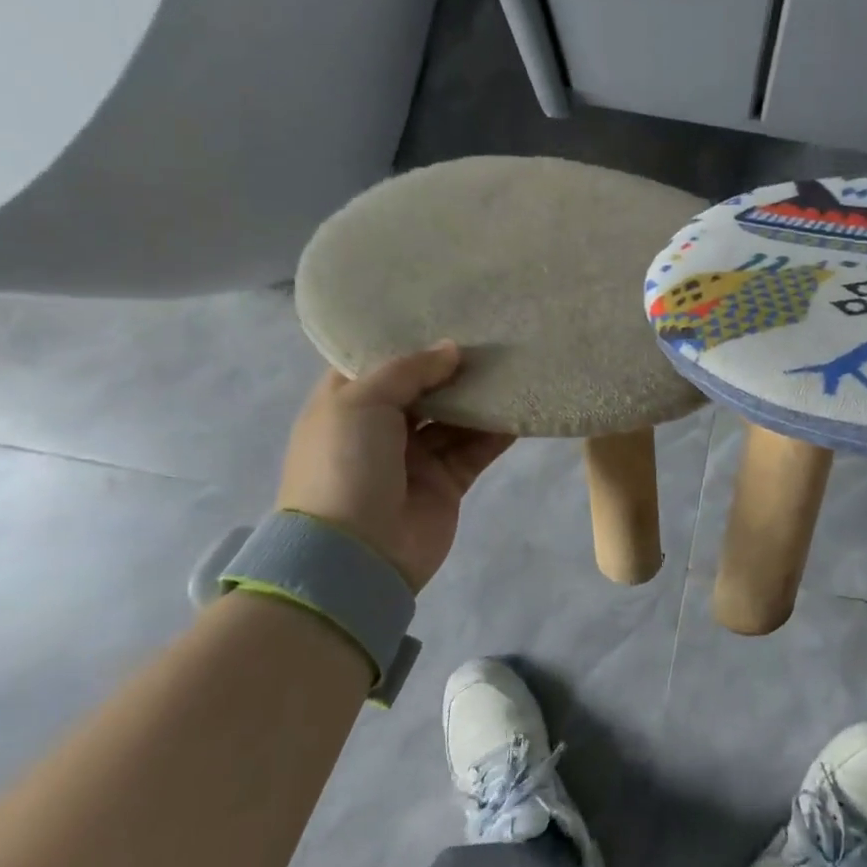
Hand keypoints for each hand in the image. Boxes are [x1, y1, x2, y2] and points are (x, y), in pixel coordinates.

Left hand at [276, 343, 513, 590]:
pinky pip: (476, 449)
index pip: (377, 363)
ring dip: (480, 397)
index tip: (444, 312)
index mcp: (347, 404)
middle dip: (453, 366)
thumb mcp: (362, 401)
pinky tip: (521, 408)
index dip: (407, 339)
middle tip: (491, 335)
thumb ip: (409, 370)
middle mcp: (381, 428)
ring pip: (455, 418)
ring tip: (513, 366)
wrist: (355, 553)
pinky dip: (497, 432)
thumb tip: (452, 349)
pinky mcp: (447, 482)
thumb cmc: (345, 463)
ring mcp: (415, 457)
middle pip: (423, 388)